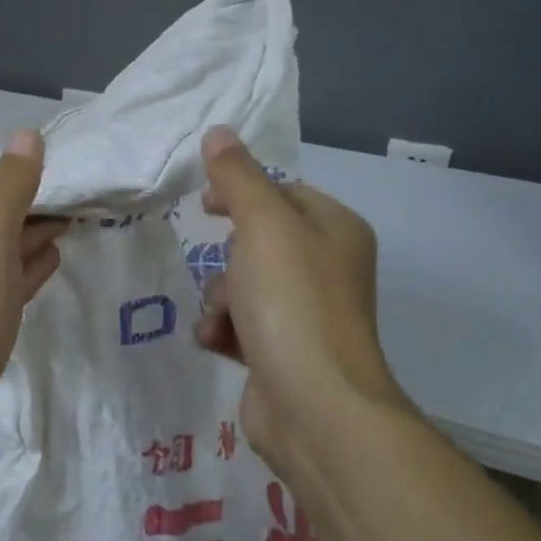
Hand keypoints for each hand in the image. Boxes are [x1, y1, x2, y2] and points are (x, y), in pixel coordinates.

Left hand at [0, 129, 66, 422]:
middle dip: (38, 208)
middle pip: (2, 219)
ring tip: (71, 231)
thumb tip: (26, 132)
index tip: (78, 178)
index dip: (36, 181)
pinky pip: (6, 284)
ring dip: (34, 238)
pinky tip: (47, 268)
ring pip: (4, 252)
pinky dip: (27, 270)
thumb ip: (9, 186)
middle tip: (85, 203)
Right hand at [194, 127, 406, 465]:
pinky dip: (224, 329)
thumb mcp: (263, 225)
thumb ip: (238, 177)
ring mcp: (306, 314)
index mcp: (335, 230)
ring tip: (221, 316)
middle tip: (221, 267)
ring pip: (244, 284)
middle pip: (259, 241)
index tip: (204, 203)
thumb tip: (219, 132)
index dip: (241, 191)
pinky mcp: (284, 353)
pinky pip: (242, 324)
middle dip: (227, 256)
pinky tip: (217, 342)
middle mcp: (327, 268)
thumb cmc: (293, 302)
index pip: (283, 192)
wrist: (316, 407)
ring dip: (220, 297)